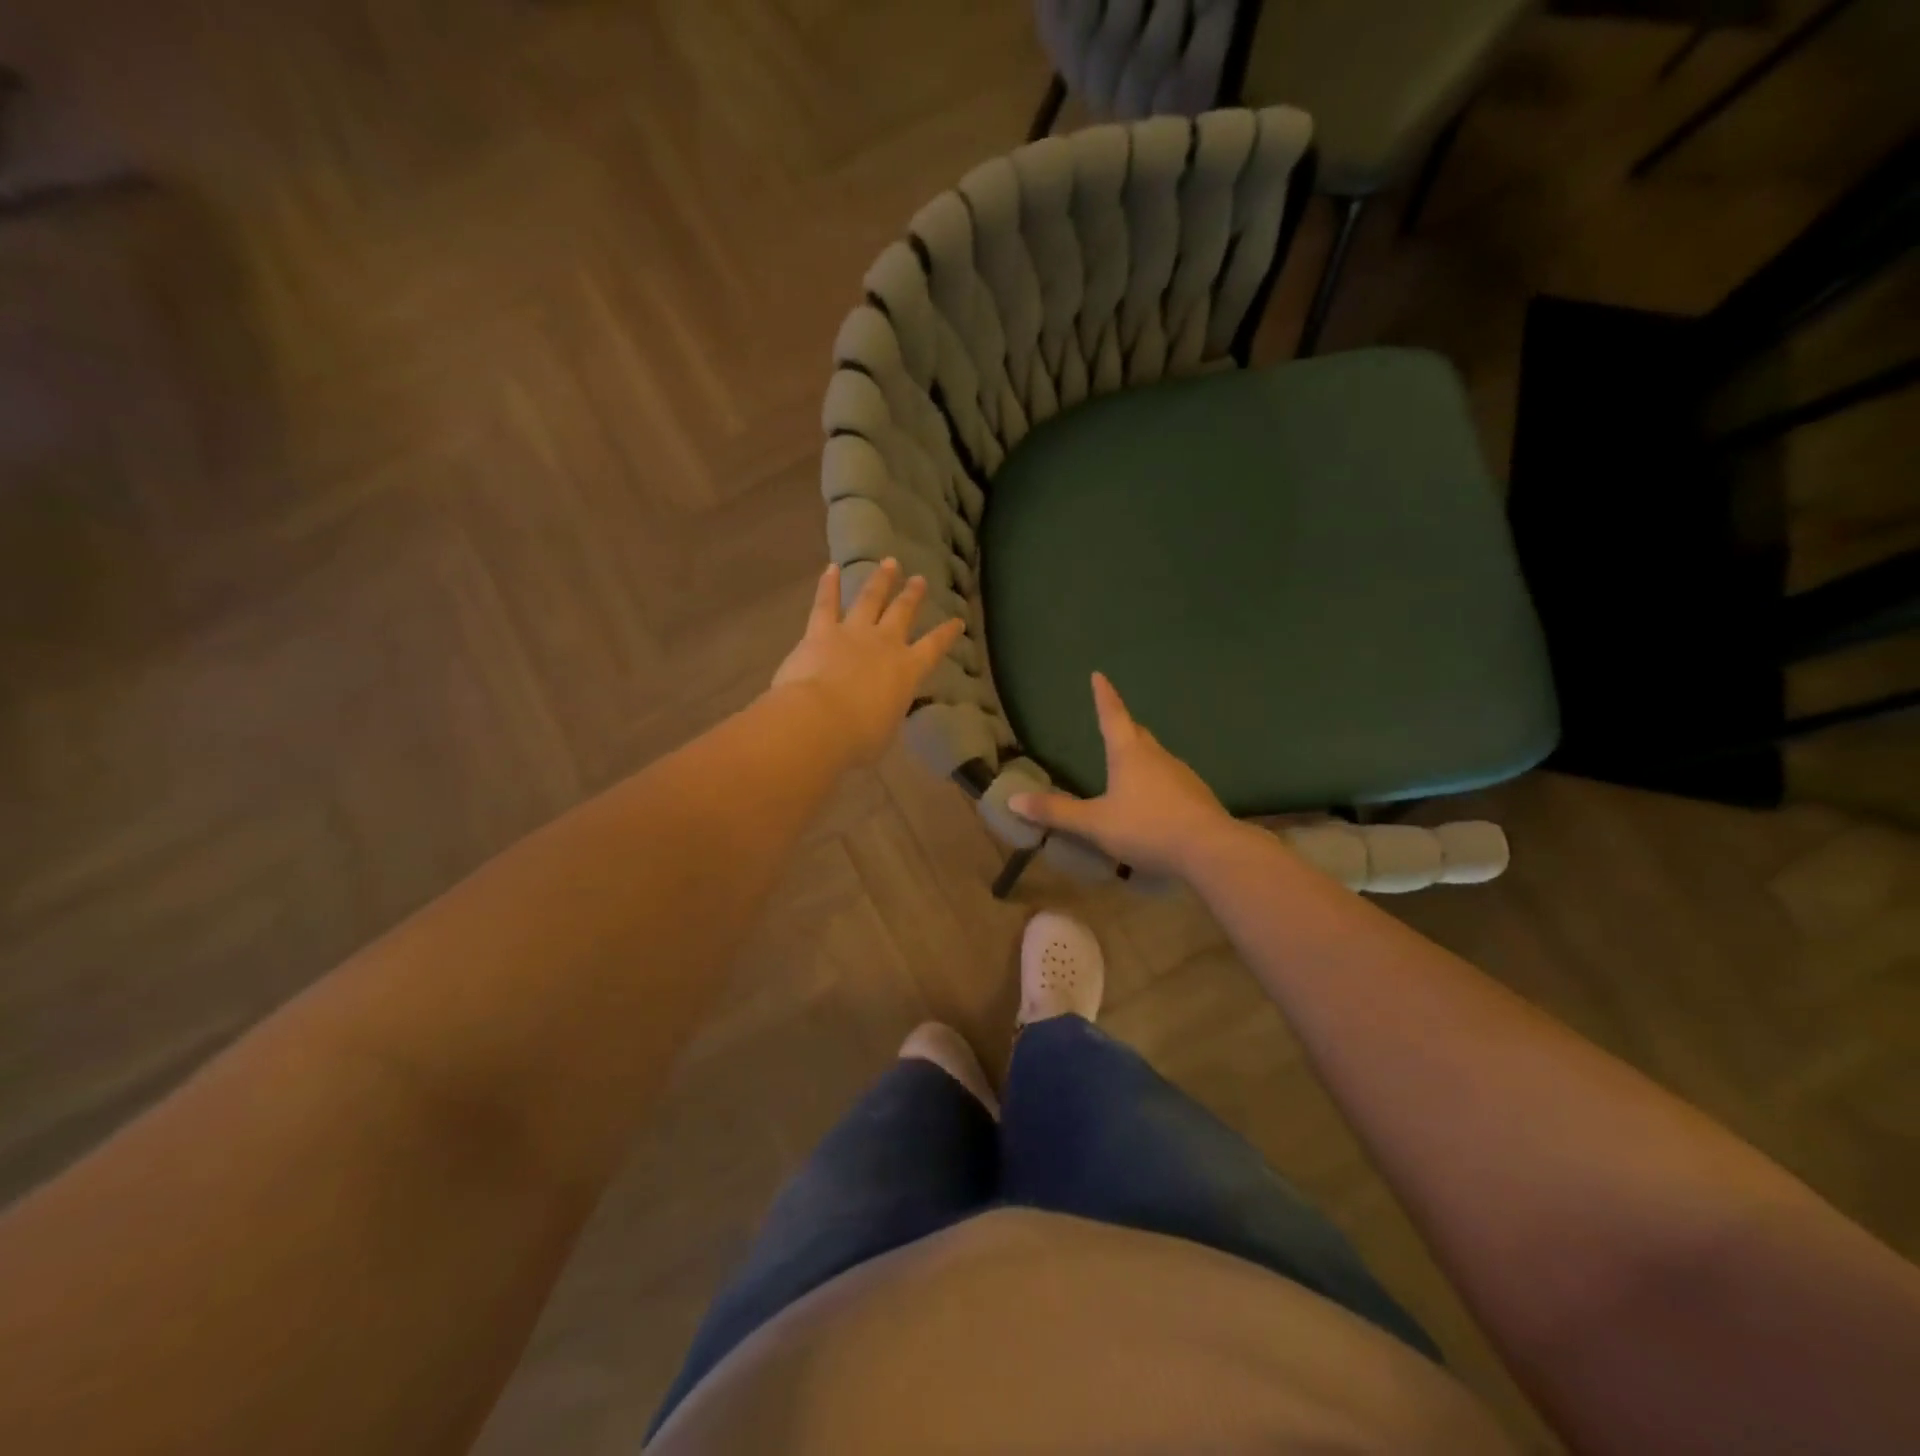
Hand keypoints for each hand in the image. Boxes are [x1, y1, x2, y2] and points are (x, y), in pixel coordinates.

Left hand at [771, 559, 965, 767]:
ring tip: (889, 563)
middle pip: (902, 613)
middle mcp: (885, 644)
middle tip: (919, 579)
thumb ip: (887, 712)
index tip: (957, 621)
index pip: (933, 648)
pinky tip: (830, 567)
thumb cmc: (859, 737)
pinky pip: (825, 603)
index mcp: (908, 671)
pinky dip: (828, 585)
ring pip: (870, 599)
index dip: (946, 634)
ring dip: (880, 580)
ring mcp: (853, 633)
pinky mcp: (820, 631)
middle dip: (912, 596)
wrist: (820, 721)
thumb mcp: (885, 729)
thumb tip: (883, 708)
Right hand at [1009, 672, 1236, 877]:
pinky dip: (1156, 783)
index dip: (1103, 696)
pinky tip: (1152, 802)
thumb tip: (1013, 799)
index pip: (1112, 716)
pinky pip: (1170, 781)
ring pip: (1156, 757)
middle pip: (1137, 734)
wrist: (1210, 850)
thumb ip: (1057, 812)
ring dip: (1141, 757)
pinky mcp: (1197, 796)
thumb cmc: (1147, 827)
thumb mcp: (1095, 824)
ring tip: (1127, 767)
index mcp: (1130, 754)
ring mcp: (1182, 775)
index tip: (1098, 675)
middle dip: (1123, 727)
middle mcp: (1157, 756)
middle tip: (1112, 723)